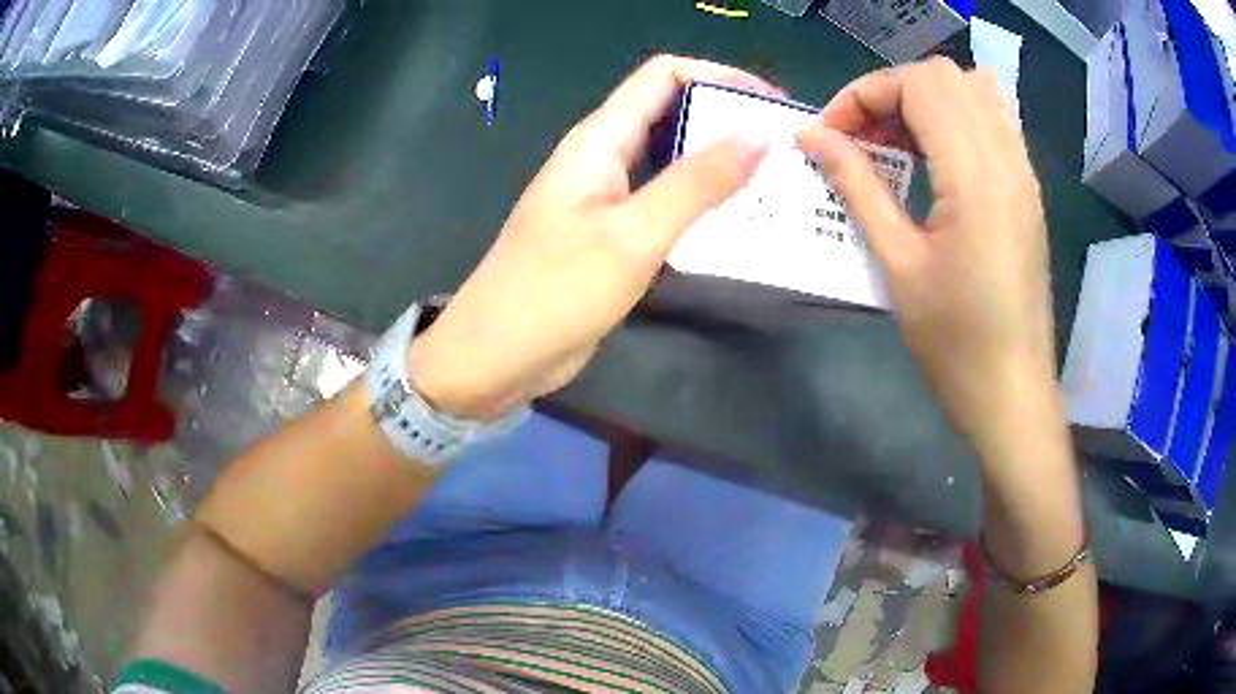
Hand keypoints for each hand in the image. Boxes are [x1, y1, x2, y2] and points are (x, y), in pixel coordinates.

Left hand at [408, 55, 776, 418]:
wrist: (496, 357)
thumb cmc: (555, 291)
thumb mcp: (633, 234)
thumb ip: (697, 182)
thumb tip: (758, 133)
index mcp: (599, 139)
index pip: (664, 76)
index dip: (719, 77)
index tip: (772, 105)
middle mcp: (603, 158)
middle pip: (672, 114)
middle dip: (728, 122)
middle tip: (785, 150)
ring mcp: (606, 199)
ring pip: (671, 162)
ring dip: (719, 166)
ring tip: (775, 185)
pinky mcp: (611, 236)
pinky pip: (664, 205)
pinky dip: (701, 205)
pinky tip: (737, 225)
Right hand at [796, 57, 1058, 453]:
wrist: (1013, 392)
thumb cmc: (955, 342)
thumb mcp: (898, 264)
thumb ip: (856, 187)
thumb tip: (811, 137)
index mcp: (976, 177)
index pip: (918, 85)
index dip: (865, 94)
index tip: (832, 134)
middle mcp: (1007, 160)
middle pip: (945, 76)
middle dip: (891, 92)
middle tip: (863, 138)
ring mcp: (1023, 173)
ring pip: (973, 91)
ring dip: (924, 102)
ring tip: (896, 145)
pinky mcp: (1027, 190)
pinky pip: (991, 121)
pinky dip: (953, 121)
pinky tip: (933, 163)